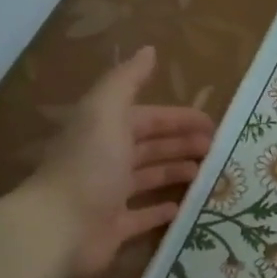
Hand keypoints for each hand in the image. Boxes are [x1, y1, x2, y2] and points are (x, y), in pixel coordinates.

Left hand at [25, 46, 215, 277]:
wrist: (60, 226)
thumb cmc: (89, 165)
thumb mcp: (106, 111)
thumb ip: (127, 80)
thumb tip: (149, 50)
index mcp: (105, 130)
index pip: (147, 118)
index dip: (178, 118)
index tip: (212, 124)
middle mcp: (106, 159)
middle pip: (150, 146)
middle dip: (181, 143)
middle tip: (216, 150)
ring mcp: (109, 195)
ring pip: (149, 178)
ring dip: (175, 171)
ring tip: (206, 174)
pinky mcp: (114, 227)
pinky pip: (143, 216)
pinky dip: (162, 210)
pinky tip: (183, 207)